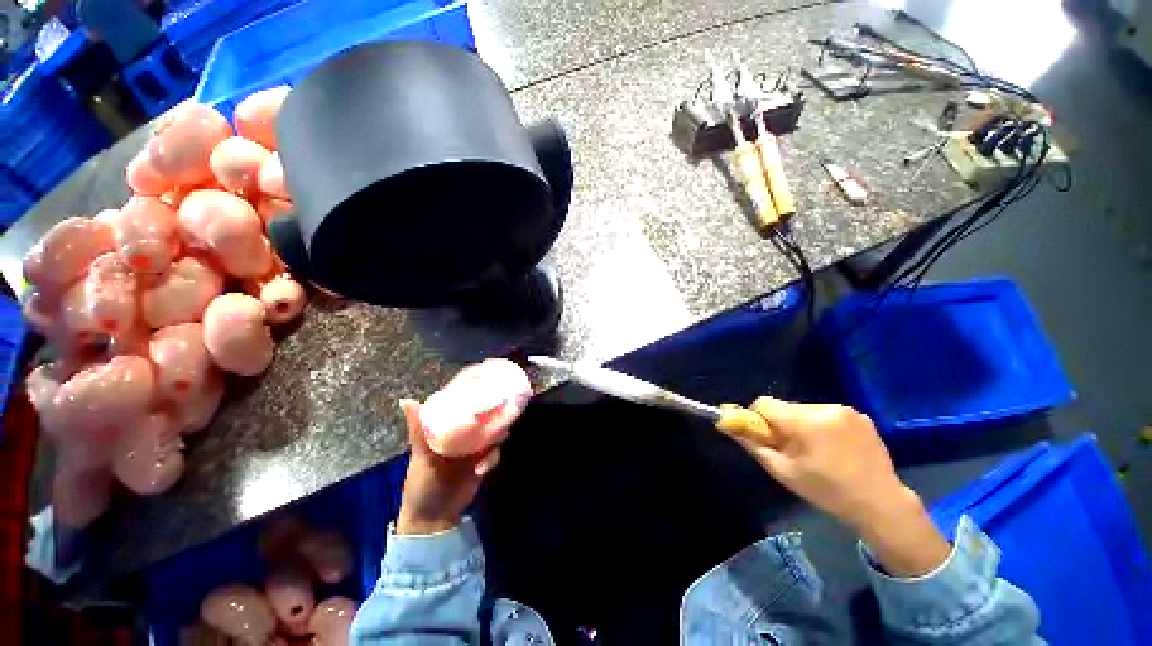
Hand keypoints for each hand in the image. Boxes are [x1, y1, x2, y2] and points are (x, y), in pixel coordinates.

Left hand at [394, 398, 504, 535]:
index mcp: (447, 429)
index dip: (473, 395)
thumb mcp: (420, 454)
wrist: (433, 518)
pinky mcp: (483, 462)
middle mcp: (463, 435)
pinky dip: (492, 459)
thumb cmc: (421, 483)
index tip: (483, 385)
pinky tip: (481, 468)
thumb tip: (406, 399)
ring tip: (497, 437)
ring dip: (496, 435)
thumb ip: (418, 429)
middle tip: (501, 409)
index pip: (462, 406)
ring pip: (492, 433)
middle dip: (492, 414)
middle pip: (482, 418)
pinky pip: (494, 454)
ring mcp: (475, 449)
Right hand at [719, 397, 950, 576]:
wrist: (881, 504)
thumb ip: (753, 444)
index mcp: (805, 422)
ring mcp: (846, 410)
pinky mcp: (860, 415)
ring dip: (800, 424)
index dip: (756, 417)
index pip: (764, 403)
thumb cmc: (827, 491)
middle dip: (780, 423)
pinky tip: (832, 447)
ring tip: (814, 451)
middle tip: (789, 449)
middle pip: (785, 407)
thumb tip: (726, 425)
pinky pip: (825, 413)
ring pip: (804, 409)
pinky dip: (820, 425)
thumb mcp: (783, 471)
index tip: (762, 436)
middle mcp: (825, 408)